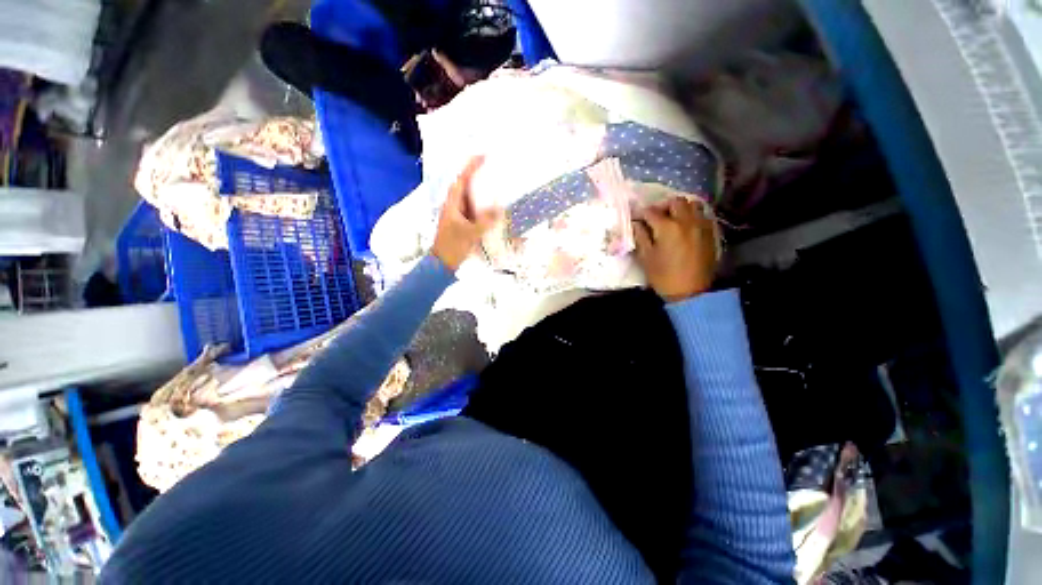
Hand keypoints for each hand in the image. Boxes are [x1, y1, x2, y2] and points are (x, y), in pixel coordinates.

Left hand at [431, 156, 501, 271]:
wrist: (443, 263)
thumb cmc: (453, 246)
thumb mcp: (470, 233)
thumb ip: (484, 221)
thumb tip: (499, 209)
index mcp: (452, 204)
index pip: (461, 180)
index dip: (471, 167)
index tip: (482, 156)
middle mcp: (454, 206)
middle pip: (465, 186)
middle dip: (476, 175)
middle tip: (491, 168)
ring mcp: (458, 215)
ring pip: (469, 198)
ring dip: (479, 190)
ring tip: (493, 184)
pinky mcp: (462, 224)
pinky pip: (473, 210)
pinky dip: (481, 206)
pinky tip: (491, 207)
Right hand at [633, 198, 718, 301]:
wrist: (691, 292)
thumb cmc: (664, 276)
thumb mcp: (646, 258)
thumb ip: (640, 237)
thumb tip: (636, 224)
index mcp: (667, 227)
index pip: (651, 212)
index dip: (641, 214)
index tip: (637, 219)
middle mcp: (686, 221)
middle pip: (675, 202)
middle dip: (663, 206)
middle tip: (655, 218)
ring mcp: (701, 225)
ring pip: (692, 204)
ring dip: (680, 208)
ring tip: (673, 219)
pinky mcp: (710, 233)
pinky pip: (702, 215)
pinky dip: (692, 215)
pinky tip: (686, 227)